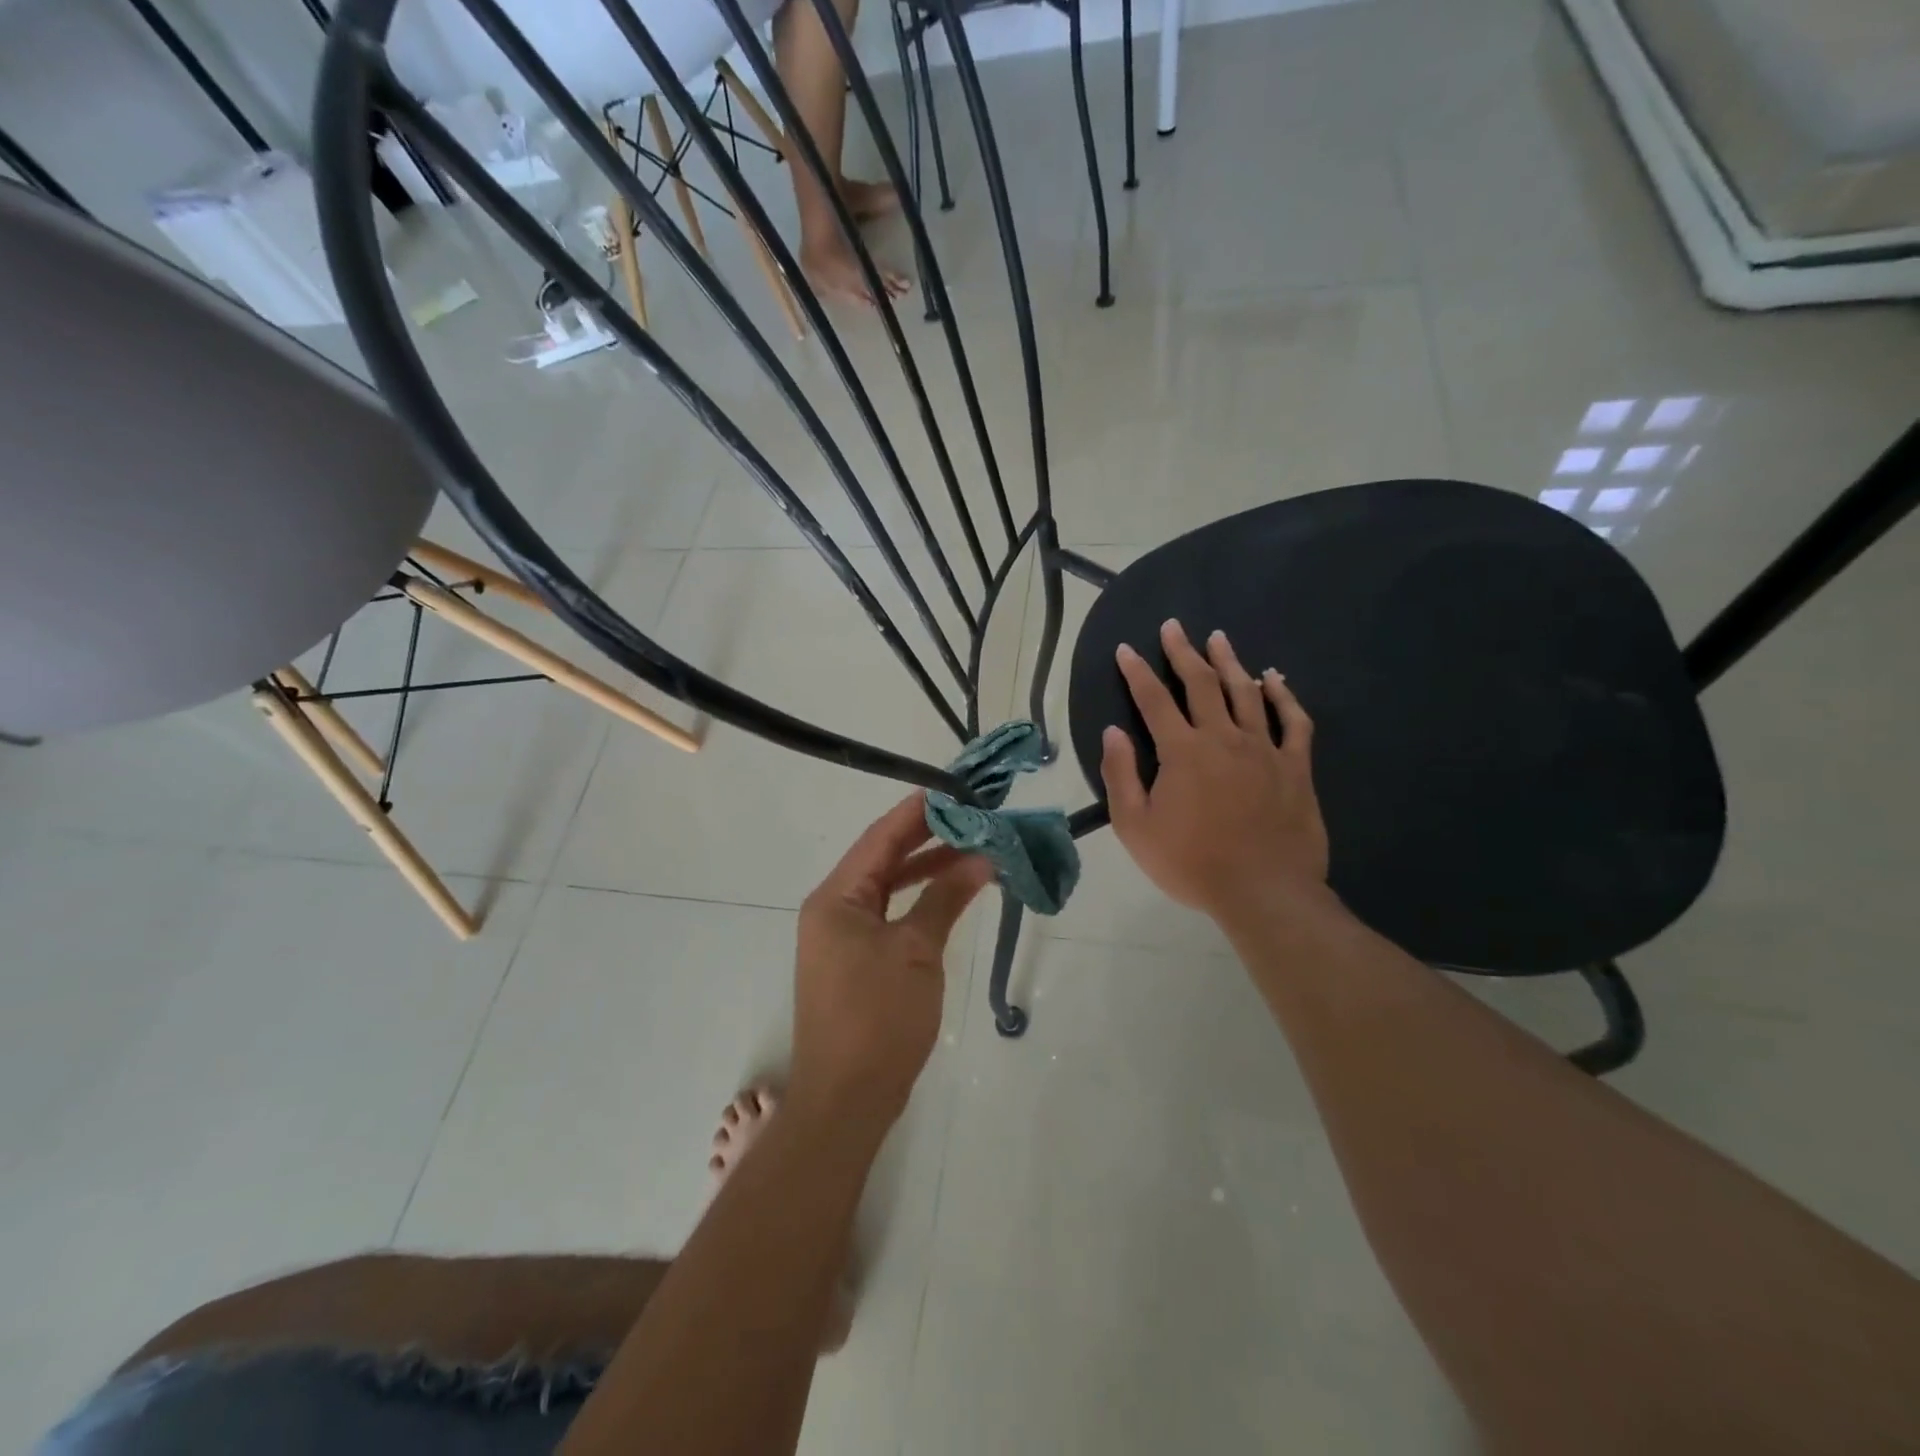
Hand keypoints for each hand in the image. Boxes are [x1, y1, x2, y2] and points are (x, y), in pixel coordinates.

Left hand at [791, 797, 993, 1135]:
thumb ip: (946, 898)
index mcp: (836, 898)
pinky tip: (951, 893)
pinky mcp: (856, 961)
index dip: (917, 812)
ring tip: (973, 850)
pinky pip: (889, 915)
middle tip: (972, 817)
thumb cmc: (878, 1018)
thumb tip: (981, 858)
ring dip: (927, 869)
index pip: (880, 838)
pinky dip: (919, 901)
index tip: (954, 790)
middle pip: (882, 859)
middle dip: (927, 838)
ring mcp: (842, 937)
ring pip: (888, 887)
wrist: (847, 1100)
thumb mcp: (916, 951)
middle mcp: (832, 909)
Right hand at [1101, 620, 1328, 923]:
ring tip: (1218, 638)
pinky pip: (1293, 720)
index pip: (1153, 700)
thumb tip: (1113, 732)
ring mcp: (1263, 748)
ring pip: (1246, 692)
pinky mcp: (1295, 766)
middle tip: (1175, 627)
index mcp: (1182, 752)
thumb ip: (1121, 775)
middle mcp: (1222, 738)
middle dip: (1183, 652)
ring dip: (1230, 662)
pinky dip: (1283, 695)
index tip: (1126, 650)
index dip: (1137, 672)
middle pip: (1201, 684)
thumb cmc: (1191, 863)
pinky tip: (1275, 679)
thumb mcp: (1136, 827)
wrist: (1263, 891)